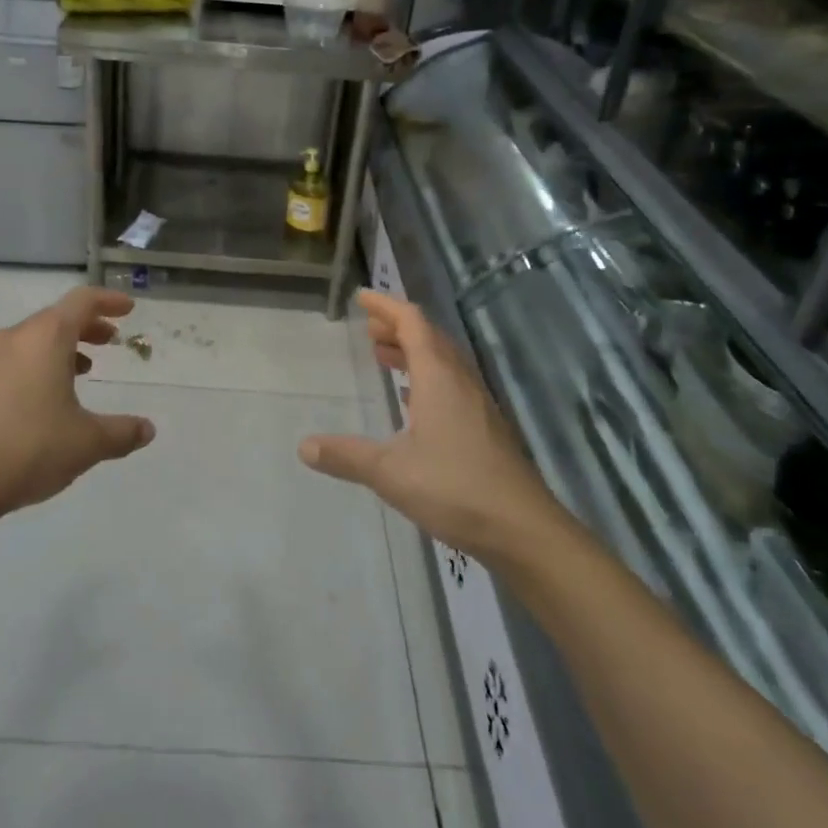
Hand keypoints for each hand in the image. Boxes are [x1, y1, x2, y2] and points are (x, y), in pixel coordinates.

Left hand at [0, 287, 154, 523]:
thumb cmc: (29, 449)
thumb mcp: (87, 443)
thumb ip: (122, 432)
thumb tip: (147, 429)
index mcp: (45, 338)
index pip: (82, 301)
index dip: (109, 301)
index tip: (128, 308)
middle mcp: (13, 338)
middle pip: (55, 318)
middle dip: (86, 326)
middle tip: (109, 341)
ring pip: (30, 340)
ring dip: (59, 348)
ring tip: (79, 371)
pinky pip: (9, 363)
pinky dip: (32, 367)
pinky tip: (38, 401)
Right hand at [298, 291, 559, 561]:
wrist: (523, 529)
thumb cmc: (455, 488)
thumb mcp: (390, 472)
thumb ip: (347, 456)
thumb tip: (304, 447)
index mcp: (439, 378)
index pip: (412, 323)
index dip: (386, 306)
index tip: (362, 297)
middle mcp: (460, 381)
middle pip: (429, 337)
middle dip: (398, 327)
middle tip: (369, 328)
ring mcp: (478, 404)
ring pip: (443, 362)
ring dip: (413, 352)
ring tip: (384, 356)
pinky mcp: (486, 427)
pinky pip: (452, 385)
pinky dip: (427, 378)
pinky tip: (413, 401)